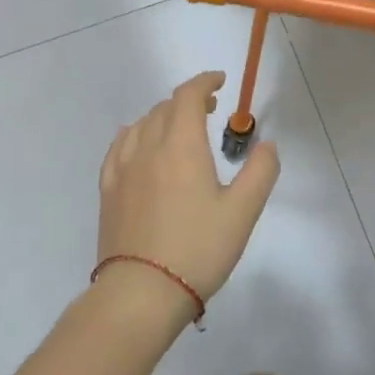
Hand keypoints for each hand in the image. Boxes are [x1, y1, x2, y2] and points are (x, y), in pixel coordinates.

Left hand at [96, 71, 280, 333]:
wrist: (142, 292)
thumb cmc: (198, 249)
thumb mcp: (243, 212)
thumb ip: (260, 172)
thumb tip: (266, 145)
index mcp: (181, 146)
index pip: (188, 96)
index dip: (204, 82)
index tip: (220, 82)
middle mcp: (148, 148)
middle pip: (164, 108)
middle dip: (188, 100)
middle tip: (209, 109)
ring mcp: (122, 169)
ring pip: (141, 125)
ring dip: (162, 116)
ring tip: (178, 128)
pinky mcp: (108, 191)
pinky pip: (119, 147)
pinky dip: (135, 134)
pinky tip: (138, 144)